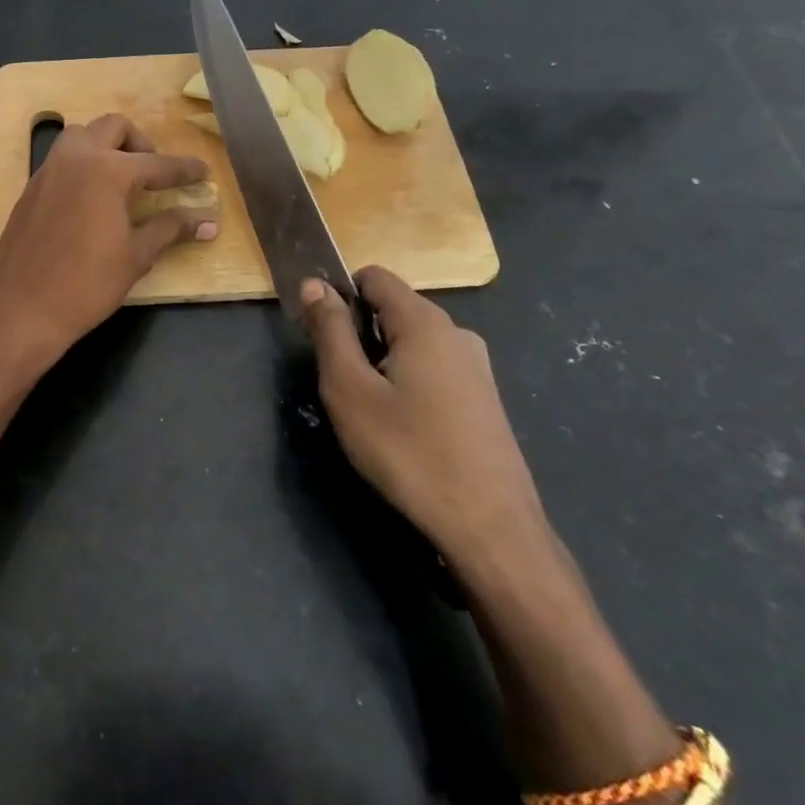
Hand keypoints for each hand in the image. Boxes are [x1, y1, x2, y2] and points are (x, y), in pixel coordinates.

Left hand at [0, 114, 214, 376]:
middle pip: (114, 127)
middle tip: (155, 174)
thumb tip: (207, 222)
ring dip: (107, 146)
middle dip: (141, 144)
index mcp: (107, 170)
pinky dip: (84, 164)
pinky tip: (93, 199)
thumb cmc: (86, 285)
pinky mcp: (31, 188)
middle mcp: (76, 158)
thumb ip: (170, 229)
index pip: (157, 164)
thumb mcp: (136, 256)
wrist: (20, 309)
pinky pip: (63, 159)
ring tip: (123, 181)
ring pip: (82, 135)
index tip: (203, 172)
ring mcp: (48, 170)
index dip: (184, 170)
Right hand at [300, 267, 549, 574]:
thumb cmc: (410, 453)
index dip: (340, 294)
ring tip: (371, 411)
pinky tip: (405, 428)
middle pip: (393, 308)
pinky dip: (409, 381)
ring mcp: (476, 366)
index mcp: (424, 321)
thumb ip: (329, 331)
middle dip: (359, 333)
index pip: (374, 276)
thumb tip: (313, 284)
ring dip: (383, 361)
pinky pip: (434, 368)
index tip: (320, 333)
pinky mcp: (484, 398)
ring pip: (413, 342)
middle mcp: (456, 332)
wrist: (491, 528)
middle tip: (341, 383)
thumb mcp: (350, 390)